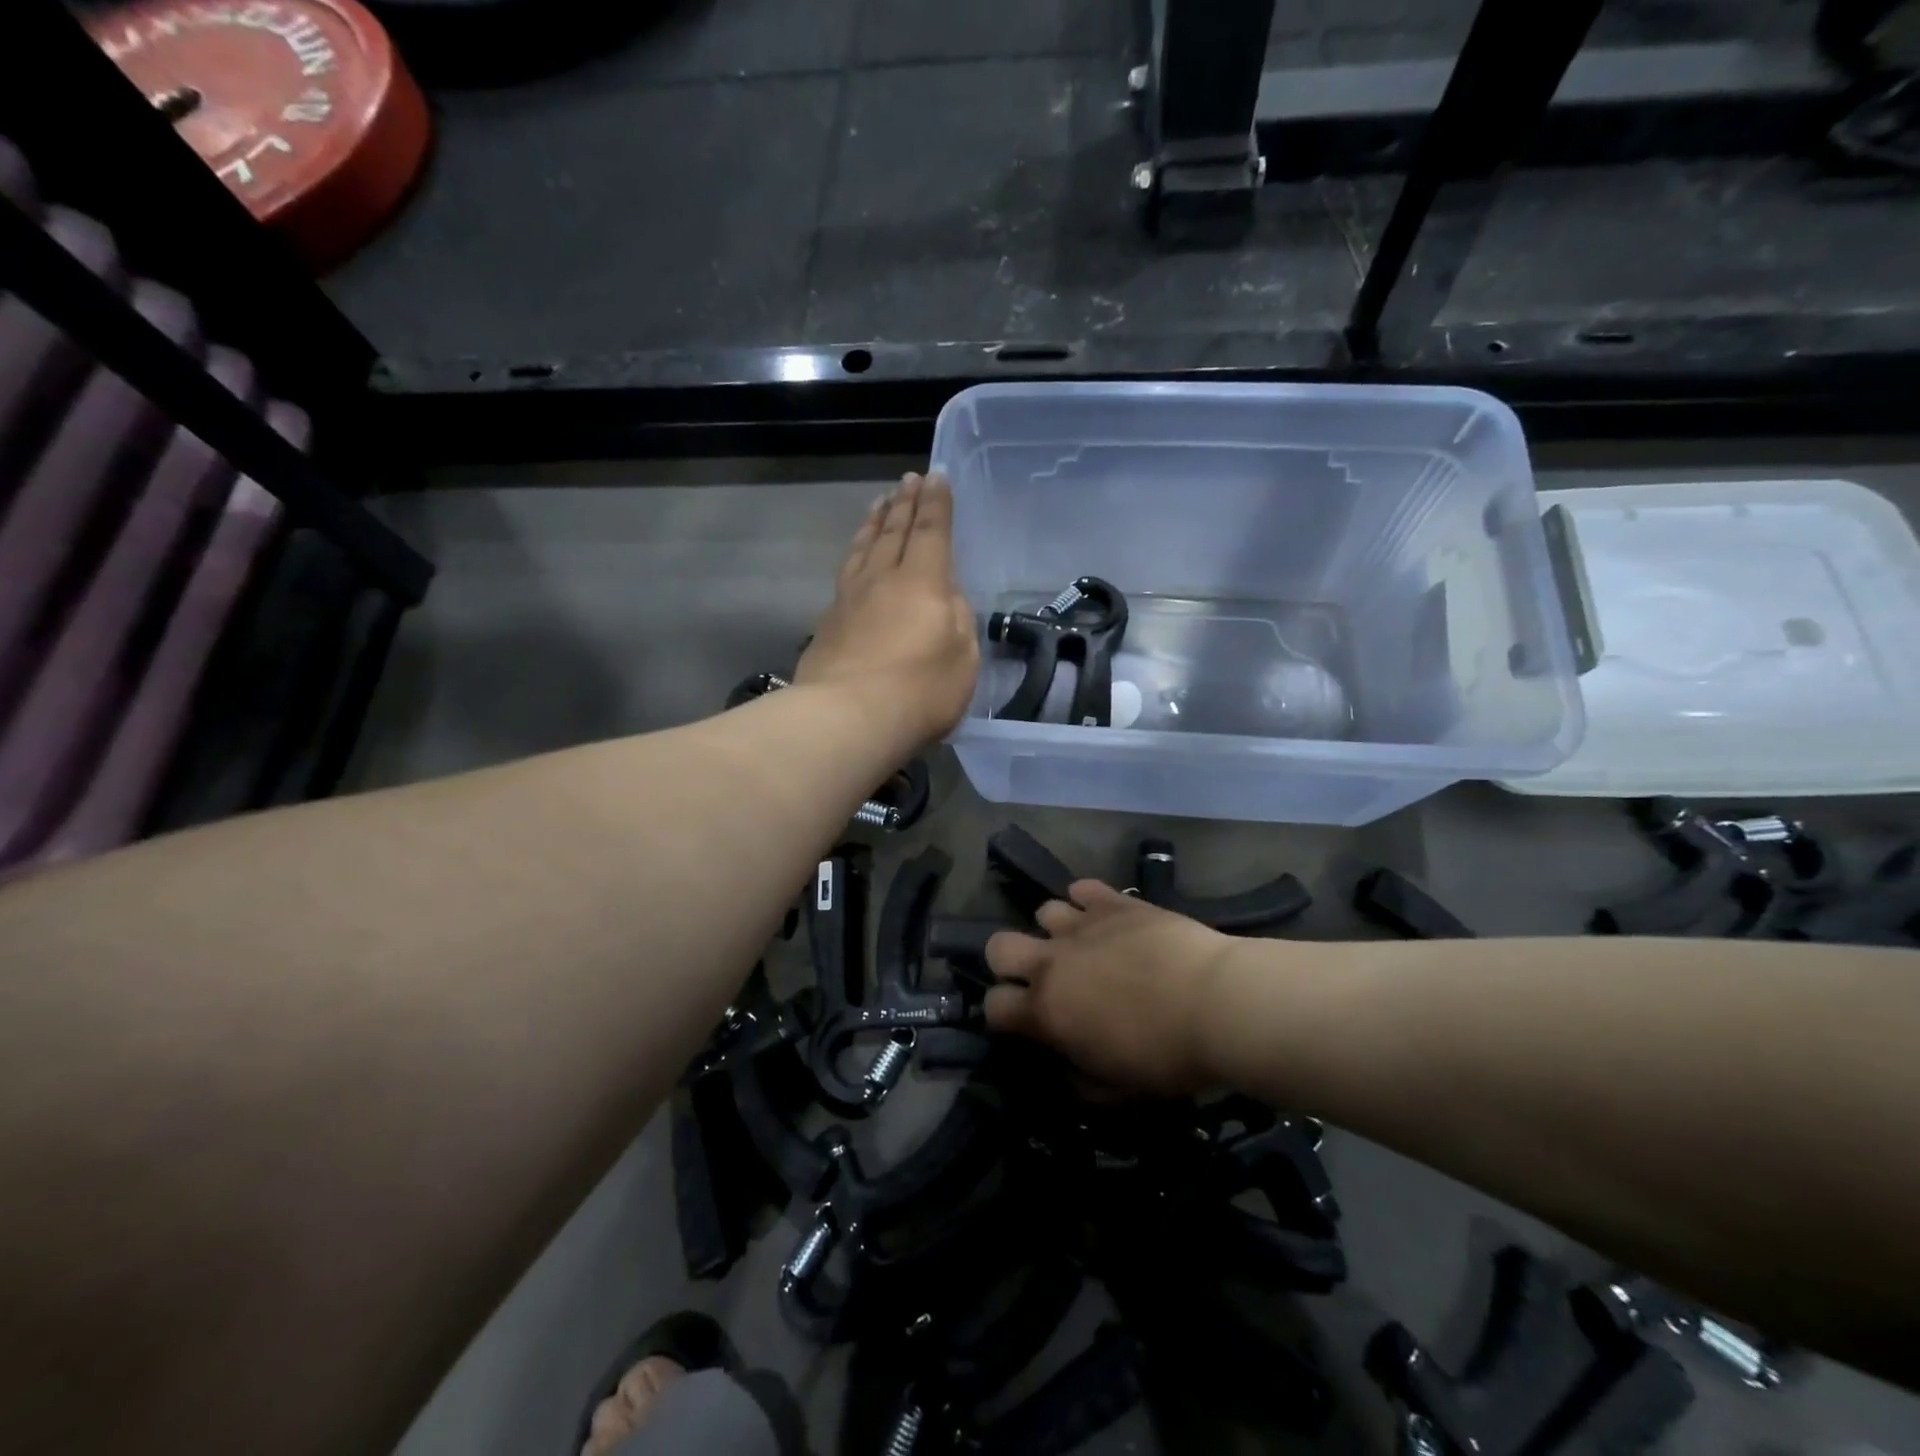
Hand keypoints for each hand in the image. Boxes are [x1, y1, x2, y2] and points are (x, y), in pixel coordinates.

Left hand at [796, 472, 978, 750]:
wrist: (847, 718)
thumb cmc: (920, 691)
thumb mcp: (962, 658)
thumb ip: (957, 620)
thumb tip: (944, 598)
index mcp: (922, 582)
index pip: (931, 532)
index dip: (936, 504)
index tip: (937, 476)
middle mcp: (882, 579)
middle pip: (894, 532)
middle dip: (905, 503)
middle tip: (908, 479)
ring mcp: (849, 599)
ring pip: (863, 548)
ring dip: (874, 522)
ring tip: (879, 504)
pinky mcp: (827, 623)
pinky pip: (845, 574)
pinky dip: (854, 555)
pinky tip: (855, 559)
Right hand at [984, 881, 1237, 1096]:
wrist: (1217, 1004)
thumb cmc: (1167, 1057)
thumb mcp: (1117, 1091)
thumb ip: (1078, 1077)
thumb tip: (1065, 1063)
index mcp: (1047, 1011)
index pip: (993, 1006)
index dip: (1002, 1015)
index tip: (1024, 1022)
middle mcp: (1053, 961)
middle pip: (998, 946)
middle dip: (1009, 963)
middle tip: (1041, 978)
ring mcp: (1083, 925)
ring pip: (1043, 911)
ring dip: (1056, 931)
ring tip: (1083, 945)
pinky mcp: (1115, 902)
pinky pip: (1083, 888)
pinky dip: (1087, 901)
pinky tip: (1105, 917)